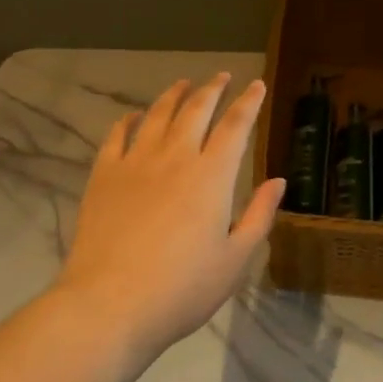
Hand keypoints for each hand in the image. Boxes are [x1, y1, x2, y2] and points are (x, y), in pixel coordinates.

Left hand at [56, 74, 284, 366]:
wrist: (109, 305)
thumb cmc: (181, 289)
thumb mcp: (235, 261)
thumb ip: (259, 216)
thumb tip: (278, 181)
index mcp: (212, 176)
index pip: (236, 126)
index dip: (248, 102)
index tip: (256, 85)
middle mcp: (176, 157)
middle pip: (197, 109)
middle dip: (213, 89)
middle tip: (222, 76)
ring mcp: (136, 162)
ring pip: (158, 114)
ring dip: (174, 95)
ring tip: (184, 84)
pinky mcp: (104, 175)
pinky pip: (118, 135)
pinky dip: (129, 120)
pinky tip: (134, 115)